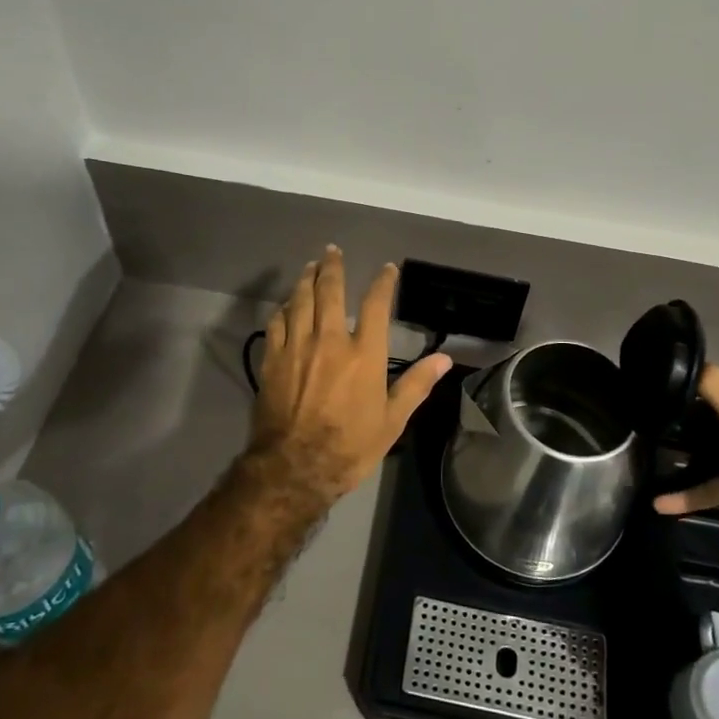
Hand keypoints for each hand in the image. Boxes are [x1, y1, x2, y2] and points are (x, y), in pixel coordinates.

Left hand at [246, 247, 452, 509]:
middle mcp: (329, 341)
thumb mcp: (392, 421)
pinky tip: (286, 305)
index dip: (382, 283)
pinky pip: (276, 323)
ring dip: (305, 279)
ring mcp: (297, 348)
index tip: (387, 269)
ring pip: (299, 301)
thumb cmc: (350, 446)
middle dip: (332, 267)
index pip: (375, 305)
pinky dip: (283, 309)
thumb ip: (416, 385)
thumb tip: (445, 359)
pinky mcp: (272, 360)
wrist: (294, 467)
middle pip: (329, 291)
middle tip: (332, 251)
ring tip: (310, 266)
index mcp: (364, 354)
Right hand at [652, 365, 718, 519]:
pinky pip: (708, 479)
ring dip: (683, 446)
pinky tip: (663, 502)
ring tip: (655, 448)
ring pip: (705, 441)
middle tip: (651, 415)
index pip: (712, 375)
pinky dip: (687, 490)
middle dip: (679, 410)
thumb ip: (715, 385)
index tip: (655, 385)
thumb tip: (679, 365)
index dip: (685, 376)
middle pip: (705, 407)